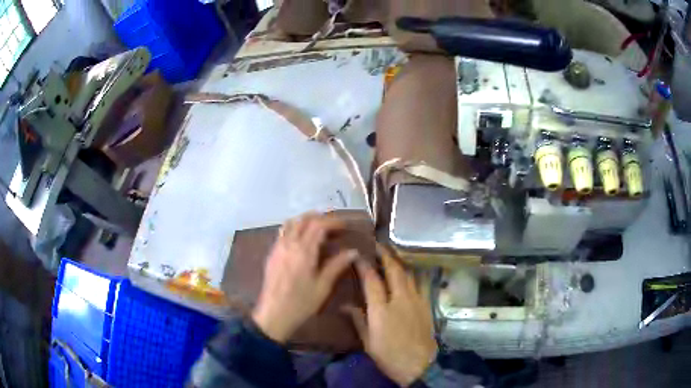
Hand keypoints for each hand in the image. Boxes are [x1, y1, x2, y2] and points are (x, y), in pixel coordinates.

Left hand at [252, 212, 358, 342]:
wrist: (274, 314)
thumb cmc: (301, 303)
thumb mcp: (323, 286)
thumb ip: (337, 266)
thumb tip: (353, 252)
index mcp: (303, 251)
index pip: (318, 225)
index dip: (333, 222)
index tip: (344, 227)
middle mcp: (289, 244)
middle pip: (303, 220)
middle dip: (319, 218)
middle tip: (333, 226)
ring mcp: (278, 247)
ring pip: (291, 223)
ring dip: (305, 221)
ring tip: (318, 229)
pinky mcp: (272, 254)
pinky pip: (283, 232)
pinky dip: (294, 228)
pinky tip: (302, 241)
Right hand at [344, 244, 437, 385]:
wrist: (418, 364)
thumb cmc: (389, 355)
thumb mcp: (368, 341)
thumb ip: (358, 320)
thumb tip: (345, 305)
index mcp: (381, 309)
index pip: (372, 280)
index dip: (364, 265)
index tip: (358, 253)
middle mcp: (400, 299)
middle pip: (394, 270)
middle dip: (385, 255)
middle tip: (377, 245)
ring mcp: (416, 300)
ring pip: (408, 274)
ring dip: (399, 262)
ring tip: (391, 256)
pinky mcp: (426, 304)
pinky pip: (419, 283)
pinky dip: (411, 275)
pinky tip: (408, 274)